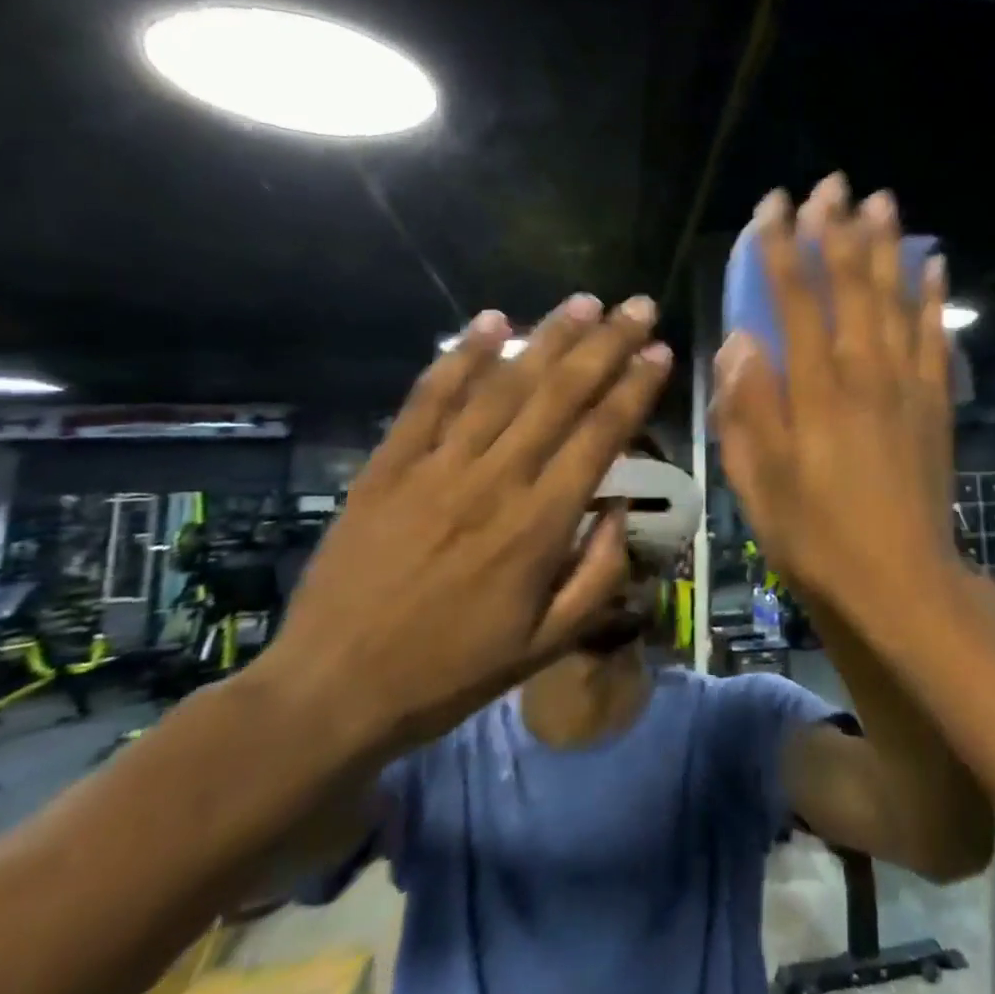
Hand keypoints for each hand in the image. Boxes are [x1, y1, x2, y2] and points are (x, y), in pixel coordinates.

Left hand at [264, 294, 671, 758]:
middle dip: (605, 344)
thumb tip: (622, 509)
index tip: (660, 352)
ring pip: (503, 386)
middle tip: (637, 306)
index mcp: (540, 524)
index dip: (634, 388)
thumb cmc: (453, 670)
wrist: (334, 691)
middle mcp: (495, 480)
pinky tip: (491, 321)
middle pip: (560, 395)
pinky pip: (428, 398)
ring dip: (547, 338)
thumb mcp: (548, 644)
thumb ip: (600, 574)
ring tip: (583, 302)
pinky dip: (460, 356)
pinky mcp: (388, 465)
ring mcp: (437, 466)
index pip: (600, 435)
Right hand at [712, 173, 958, 622]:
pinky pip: (937, 338)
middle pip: (850, 285)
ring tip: (882, 201)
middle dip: (837, 230)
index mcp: (814, 391)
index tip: (772, 207)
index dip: (780, 249)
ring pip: (895, 300)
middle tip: (832, 183)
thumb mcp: (759, 483)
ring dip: (887, 247)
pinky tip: (935, 265)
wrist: (900, 580)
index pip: (793, 301)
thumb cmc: (817, 536)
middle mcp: (863, 373)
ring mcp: (906, 385)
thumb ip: (747, 408)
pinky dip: (934, 298)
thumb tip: (738, 343)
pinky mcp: (935, 403)